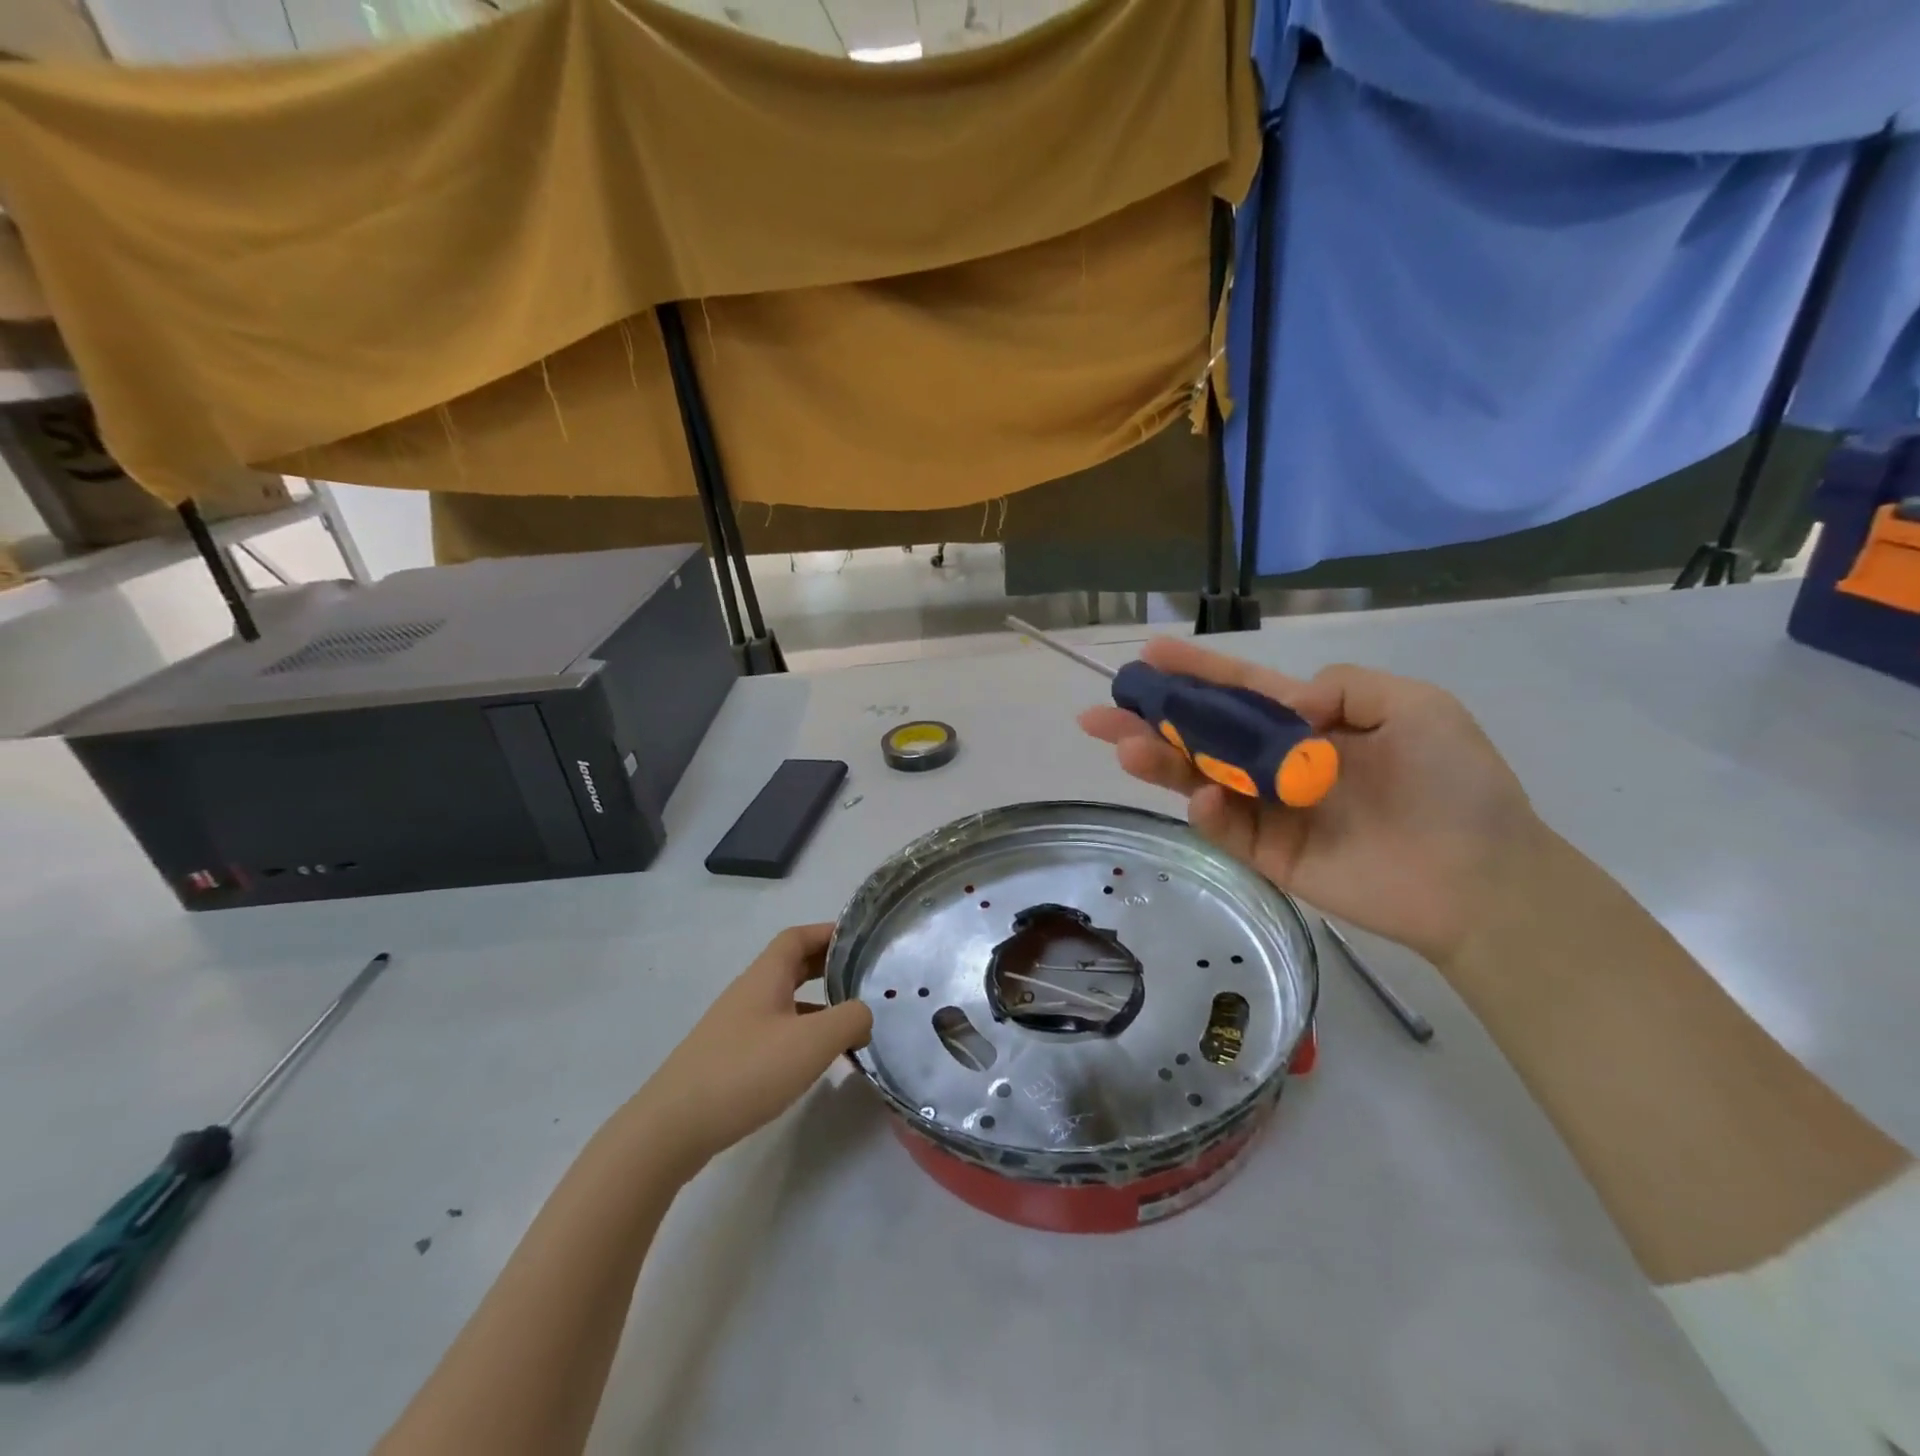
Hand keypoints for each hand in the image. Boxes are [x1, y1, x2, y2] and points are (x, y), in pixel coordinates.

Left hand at [633, 925, 872, 1171]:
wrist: (671, 1128)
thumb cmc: (746, 1071)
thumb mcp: (812, 1042)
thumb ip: (850, 1020)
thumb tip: (864, 1015)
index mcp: (765, 977)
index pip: (797, 937)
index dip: (829, 932)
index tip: (862, 941)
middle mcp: (748, 994)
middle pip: (791, 966)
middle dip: (828, 967)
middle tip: (863, 979)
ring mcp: (735, 1027)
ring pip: (784, 1002)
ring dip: (818, 1005)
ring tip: (850, 1024)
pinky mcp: (729, 1059)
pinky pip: (774, 1032)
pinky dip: (801, 1035)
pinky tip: (815, 1062)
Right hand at [1080, 639, 1543, 966]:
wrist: (1482, 879)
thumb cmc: (1455, 785)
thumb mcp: (1414, 705)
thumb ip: (1343, 686)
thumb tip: (1284, 702)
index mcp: (1309, 724)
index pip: (1240, 691)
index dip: (1196, 671)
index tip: (1149, 653)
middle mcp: (1279, 762)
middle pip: (1203, 735)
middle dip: (1152, 719)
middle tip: (1101, 713)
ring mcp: (1270, 810)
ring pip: (1200, 779)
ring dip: (1160, 762)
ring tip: (1124, 747)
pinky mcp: (1269, 855)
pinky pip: (1225, 829)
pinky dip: (1206, 813)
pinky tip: (1200, 798)